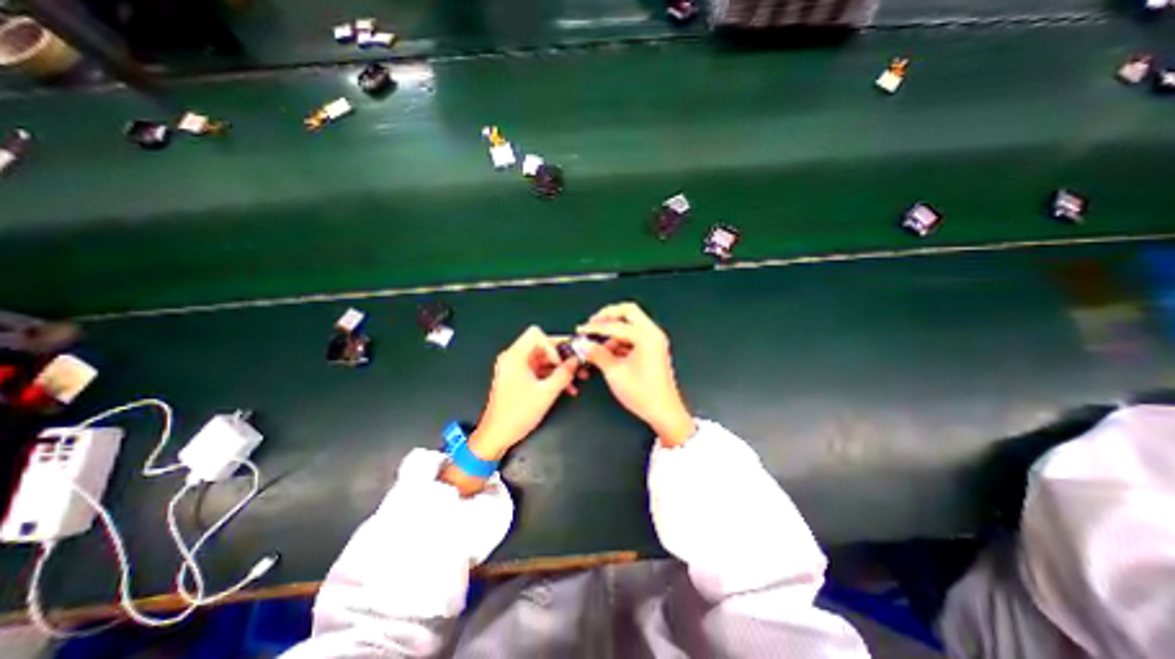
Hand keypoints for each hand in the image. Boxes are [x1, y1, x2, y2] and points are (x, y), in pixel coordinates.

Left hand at [468, 327, 575, 459]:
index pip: (536, 334)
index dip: (552, 344)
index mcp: (515, 356)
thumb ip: (564, 374)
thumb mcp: (546, 393)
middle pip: (542, 346)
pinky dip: (552, 376)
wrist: (497, 435)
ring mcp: (515, 369)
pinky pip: (539, 370)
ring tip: (576, 379)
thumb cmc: (516, 414)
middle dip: (562, 356)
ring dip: (560, 369)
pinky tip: (567, 387)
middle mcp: (513, 358)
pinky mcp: (518, 379)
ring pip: (543, 359)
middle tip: (577, 365)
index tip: (561, 360)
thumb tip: (575, 361)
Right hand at [575, 305, 690, 448]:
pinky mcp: (652, 348)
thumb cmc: (642, 393)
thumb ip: (597, 354)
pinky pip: (634, 335)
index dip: (595, 327)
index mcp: (646, 336)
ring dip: (613, 329)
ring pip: (631, 323)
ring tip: (596, 342)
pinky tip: (607, 350)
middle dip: (608, 315)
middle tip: (592, 323)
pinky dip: (620, 339)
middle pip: (628, 312)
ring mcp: (654, 340)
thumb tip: (583, 344)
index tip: (581, 330)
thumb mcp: (614, 372)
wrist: (663, 411)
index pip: (615, 325)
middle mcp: (653, 333)